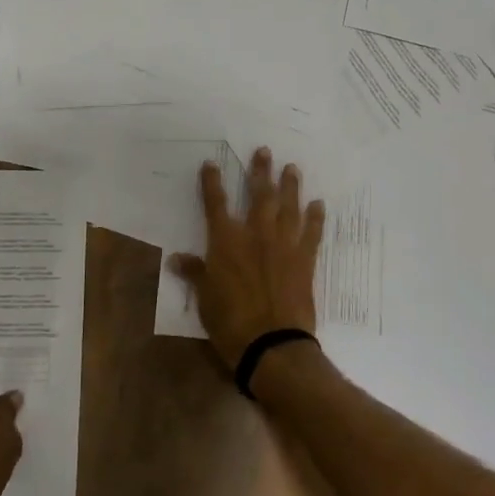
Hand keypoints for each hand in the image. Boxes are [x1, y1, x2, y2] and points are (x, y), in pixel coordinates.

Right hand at [169, 146, 325, 369]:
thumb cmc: (230, 322)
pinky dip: (316, 218)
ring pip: (288, 207)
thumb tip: (175, 258)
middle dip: (260, 171)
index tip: (211, 163)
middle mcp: (255, 234)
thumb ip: (194, 273)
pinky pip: (312, 233)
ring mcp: (283, 244)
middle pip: (259, 195)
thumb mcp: (205, 298)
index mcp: (225, 241)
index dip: (212, 182)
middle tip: (264, 151)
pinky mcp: (304, 260)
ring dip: (290, 186)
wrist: (272, 343)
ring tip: (292, 168)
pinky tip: (319, 204)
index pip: (216, 203)